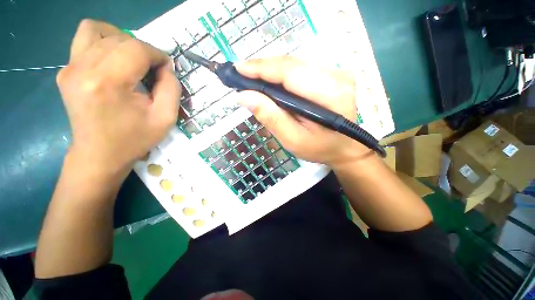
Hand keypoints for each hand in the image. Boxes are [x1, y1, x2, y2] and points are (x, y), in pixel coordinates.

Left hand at [57, 19, 180, 175]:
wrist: (99, 154)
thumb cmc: (135, 139)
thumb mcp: (166, 118)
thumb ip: (171, 88)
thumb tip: (166, 67)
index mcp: (108, 83)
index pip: (136, 49)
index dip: (158, 55)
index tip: (167, 69)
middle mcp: (82, 68)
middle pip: (120, 38)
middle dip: (144, 50)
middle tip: (152, 70)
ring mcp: (69, 68)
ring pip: (97, 30)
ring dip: (122, 41)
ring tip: (132, 60)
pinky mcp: (65, 71)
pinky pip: (84, 39)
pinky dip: (103, 41)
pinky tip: (114, 60)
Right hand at [236, 56, 370, 166]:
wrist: (345, 148)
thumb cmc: (320, 148)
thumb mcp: (292, 139)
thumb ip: (270, 117)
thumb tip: (244, 96)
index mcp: (329, 95)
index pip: (290, 72)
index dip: (262, 68)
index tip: (238, 69)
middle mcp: (337, 76)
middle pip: (292, 64)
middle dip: (263, 68)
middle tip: (242, 75)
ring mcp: (337, 72)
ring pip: (295, 64)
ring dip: (272, 71)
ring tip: (254, 79)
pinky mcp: (334, 74)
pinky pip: (302, 69)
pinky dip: (283, 74)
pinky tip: (273, 82)